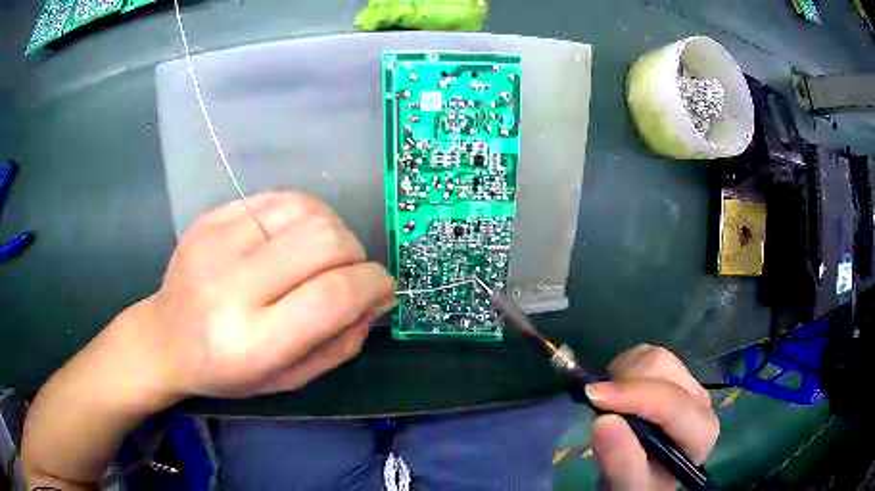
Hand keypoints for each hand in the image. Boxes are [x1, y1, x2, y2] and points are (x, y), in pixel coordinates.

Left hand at [129, 192, 394, 399]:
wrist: (166, 338)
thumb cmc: (227, 371)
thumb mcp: (290, 379)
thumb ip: (341, 343)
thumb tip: (376, 299)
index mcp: (252, 342)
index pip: (333, 295)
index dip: (373, 284)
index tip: (383, 288)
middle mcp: (232, 287)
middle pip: (323, 242)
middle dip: (355, 255)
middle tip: (350, 273)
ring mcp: (217, 243)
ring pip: (306, 210)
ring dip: (332, 230)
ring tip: (323, 254)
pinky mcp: (211, 217)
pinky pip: (279, 197)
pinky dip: (304, 214)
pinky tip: (296, 235)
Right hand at [587, 345, 718, 490]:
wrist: (642, 477)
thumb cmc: (638, 486)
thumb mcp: (627, 486)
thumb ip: (621, 461)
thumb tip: (603, 420)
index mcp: (700, 432)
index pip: (672, 404)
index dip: (634, 396)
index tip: (592, 397)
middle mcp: (700, 402)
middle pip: (664, 370)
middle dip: (626, 383)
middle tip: (596, 404)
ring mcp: (688, 384)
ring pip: (656, 356)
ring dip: (623, 373)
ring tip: (607, 401)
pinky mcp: (673, 375)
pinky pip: (647, 354)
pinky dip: (625, 366)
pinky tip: (617, 391)